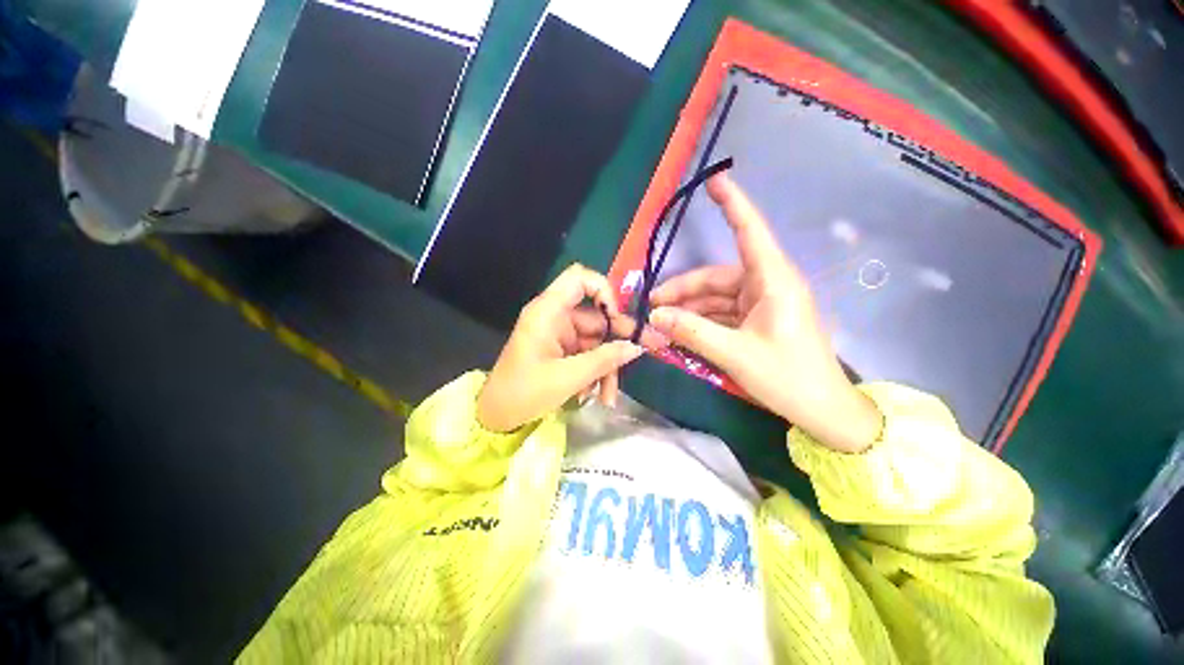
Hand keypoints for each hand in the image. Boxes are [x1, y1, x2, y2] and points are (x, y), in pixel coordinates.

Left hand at [476, 264, 647, 432]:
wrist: (497, 416)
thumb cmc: (525, 393)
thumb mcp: (569, 377)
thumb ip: (605, 360)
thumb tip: (637, 347)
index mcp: (548, 311)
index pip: (580, 279)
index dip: (604, 291)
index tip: (618, 319)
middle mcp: (555, 316)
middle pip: (596, 316)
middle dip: (615, 342)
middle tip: (638, 357)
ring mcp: (559, 334)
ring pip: (596, 340)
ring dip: (606, 366)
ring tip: (608, 396)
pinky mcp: (561, 349)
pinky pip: (588, 353)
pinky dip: (595, 371)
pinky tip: (597, 394)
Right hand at [648, 174, 881, 452]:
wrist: (822, 412)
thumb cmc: (788, 378)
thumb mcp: (735, 355)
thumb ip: (692, 332)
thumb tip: (654, 317)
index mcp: (772, 282)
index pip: (750, 232)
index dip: (733, 205)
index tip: (714, 181)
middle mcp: (766, 286)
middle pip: (716, 278)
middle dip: (682, 292)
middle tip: (652, 309)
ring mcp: (760, 304)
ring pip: (715, 298)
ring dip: (688, 311)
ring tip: (660, 327)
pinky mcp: (756, 321)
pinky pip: (721, 314)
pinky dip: (700, 322)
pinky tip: (680, 334)